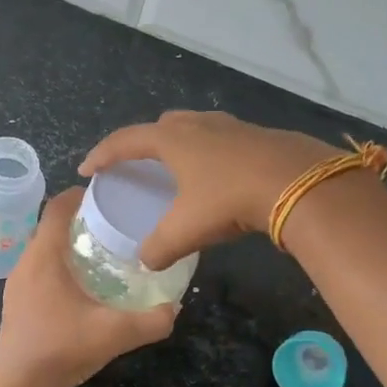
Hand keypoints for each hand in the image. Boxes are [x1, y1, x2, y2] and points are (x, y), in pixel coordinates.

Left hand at [0, 190, 176, 386]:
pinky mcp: (15, 301)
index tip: (106, 196)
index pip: (57, 207)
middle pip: (49, 225)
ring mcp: (16, 283)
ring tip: (99, 252)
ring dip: (67, 243)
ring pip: (42, 249)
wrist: (18, 386)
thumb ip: (151, 321)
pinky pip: (37, 269)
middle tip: (111, 225)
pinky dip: (57, 265)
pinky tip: (80, 285)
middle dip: (78, 219)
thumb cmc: (62, 349)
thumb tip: (174, 308)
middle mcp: (25, 262)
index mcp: (44, 256)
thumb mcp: (115, 334)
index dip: (79, 195)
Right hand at [79, 111, 336, 268]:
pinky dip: (209, 155)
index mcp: (172, 139)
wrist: (299, 183)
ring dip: (180, 146)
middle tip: (137, 166)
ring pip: (195, 129)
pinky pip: (221, 141)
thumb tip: (146, 261)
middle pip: (161, 127)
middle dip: (144, 143)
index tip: (87, 169)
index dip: (102, 155)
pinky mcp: (258, 137)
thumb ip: (160, 247)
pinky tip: (218, 178)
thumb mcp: (187, 229)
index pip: (125, 141)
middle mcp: (198, 125)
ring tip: (177, 171)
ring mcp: (231, 127)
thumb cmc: (231, 198)